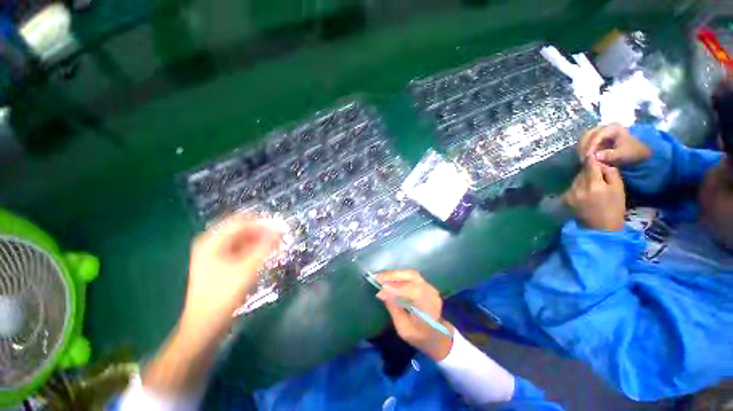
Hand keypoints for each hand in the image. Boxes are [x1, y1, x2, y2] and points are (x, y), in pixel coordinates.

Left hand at [180, 215, 282, 337]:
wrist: (205, 326)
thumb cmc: (223, 296)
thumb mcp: (247, 269)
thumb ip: (265, 247)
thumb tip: (280, 229)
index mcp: (212, 241)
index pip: (241, 222)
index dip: (262, 223)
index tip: (281, 229)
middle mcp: (211, 244)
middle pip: (241, 230)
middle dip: (261, 232)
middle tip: (280, 239)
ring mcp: (214, 254)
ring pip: (241, 240)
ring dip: (259, 241)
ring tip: (275, 247)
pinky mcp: (219, 264)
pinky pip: (239, 250)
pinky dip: (253, 250)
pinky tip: (264, 255)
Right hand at [375, 270, 453, 360]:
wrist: (436, 335)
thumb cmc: (420, 336)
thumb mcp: (404, 329)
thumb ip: (394, 309)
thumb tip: (381, 293)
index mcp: (429, 308)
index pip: (413, 292)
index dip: (396, 288)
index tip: (380, 287)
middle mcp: (431, 293)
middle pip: (412, 277)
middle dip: (393, 276)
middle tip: (377, 277)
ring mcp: (429, 287)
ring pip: (411, 274)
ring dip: (394, 274)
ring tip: (380, 277)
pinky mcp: (425, 284)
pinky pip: (411, 276)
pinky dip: (398, 276)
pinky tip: (388, 278)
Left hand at [564, 159, 625, 230]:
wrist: (601, 228)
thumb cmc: (614, 208)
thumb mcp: (619, 189)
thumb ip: (610, 173)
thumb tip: (601, 162)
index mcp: (594, 185)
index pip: (590, 166)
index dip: (592, 158)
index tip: (594, 153)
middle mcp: (579, 188)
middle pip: (582, 172)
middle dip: (589, 170)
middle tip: (597, 172)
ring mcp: (570, 194)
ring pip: (576, 179)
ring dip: (583, 178)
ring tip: (592, 183)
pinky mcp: (566, 198)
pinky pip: (572, 186)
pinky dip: (578, 185)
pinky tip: (585, 191)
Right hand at [578, 124, 650, 165]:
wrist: (638, 152)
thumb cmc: (632, 152)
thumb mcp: (624, 154)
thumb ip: (610, 155)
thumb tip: (594, 156)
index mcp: (612, 127)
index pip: (596, 135)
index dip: (590, 146)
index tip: (587, 157)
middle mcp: (603, 127)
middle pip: (586, 135)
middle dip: (583, 147)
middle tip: (583, 159)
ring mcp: (598, 132)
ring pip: (583, 139)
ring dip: (581, 149)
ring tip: (583, 159)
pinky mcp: (595, 138)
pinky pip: (585, 142)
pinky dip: (583, 150)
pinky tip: (585, 157)